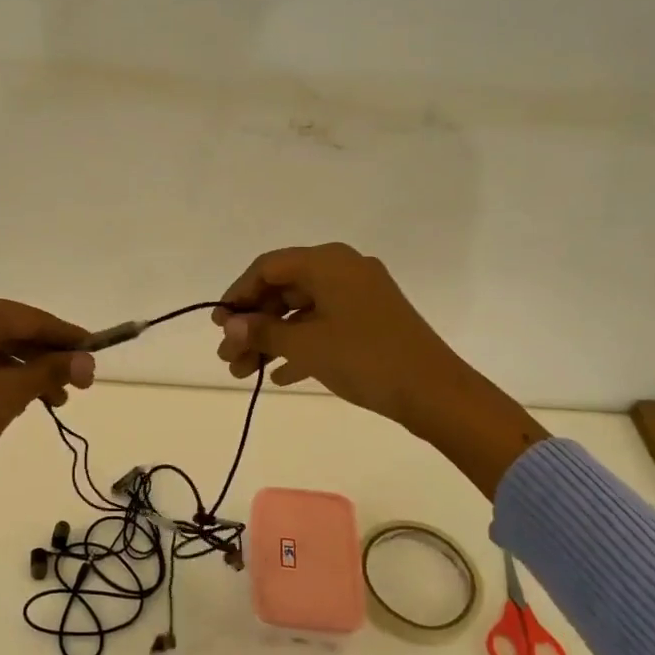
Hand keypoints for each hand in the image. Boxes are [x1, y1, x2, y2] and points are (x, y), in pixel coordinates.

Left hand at [0, 290, 94, 511]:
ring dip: (21, 369)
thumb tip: (88, 361)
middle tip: (76, 383)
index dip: (65, 336)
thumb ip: (51, 370)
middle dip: (43, 357)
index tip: (95, 349)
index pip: (27, 318)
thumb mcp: (11, 393)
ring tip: (52, 400)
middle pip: (7, 330)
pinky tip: (18, 397)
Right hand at [213, 243, 546, 497]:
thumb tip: (231, 326)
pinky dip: (300, 346)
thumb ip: (263, 332)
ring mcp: (359, 296)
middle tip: (228, 358)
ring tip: (244, 372)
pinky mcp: (370, 321)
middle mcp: (343, 269)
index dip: (238, 295)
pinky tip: (279, 376)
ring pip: (302, 312)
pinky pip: (324, 326)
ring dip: (272, 340)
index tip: (219, 326)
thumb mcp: (306, 345)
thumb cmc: (365, 358)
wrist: (435, 392)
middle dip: (253, 325)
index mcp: (328, 262)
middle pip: (283, 290)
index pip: (268, 268)